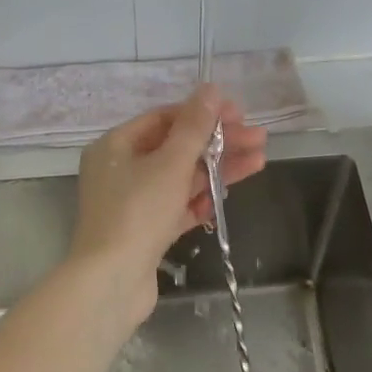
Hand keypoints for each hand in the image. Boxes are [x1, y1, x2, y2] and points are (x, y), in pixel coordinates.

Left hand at [70, 85, 266, 314]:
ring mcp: (133, 203)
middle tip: (259, 139)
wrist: (111, 282)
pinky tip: (228, 195)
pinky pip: (177, 206)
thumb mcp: (170, 164)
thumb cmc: (137, 213)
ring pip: (181, 178)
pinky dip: (201, 199)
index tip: (238, 114)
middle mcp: (120, 170)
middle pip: (176, 148)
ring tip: (259, 162)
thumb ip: (194, 127)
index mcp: (115, 146)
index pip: (164, 119)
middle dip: (218, 143)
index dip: (203, 114)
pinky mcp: (146, 231)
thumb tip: (210, 89)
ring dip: (217, 169)